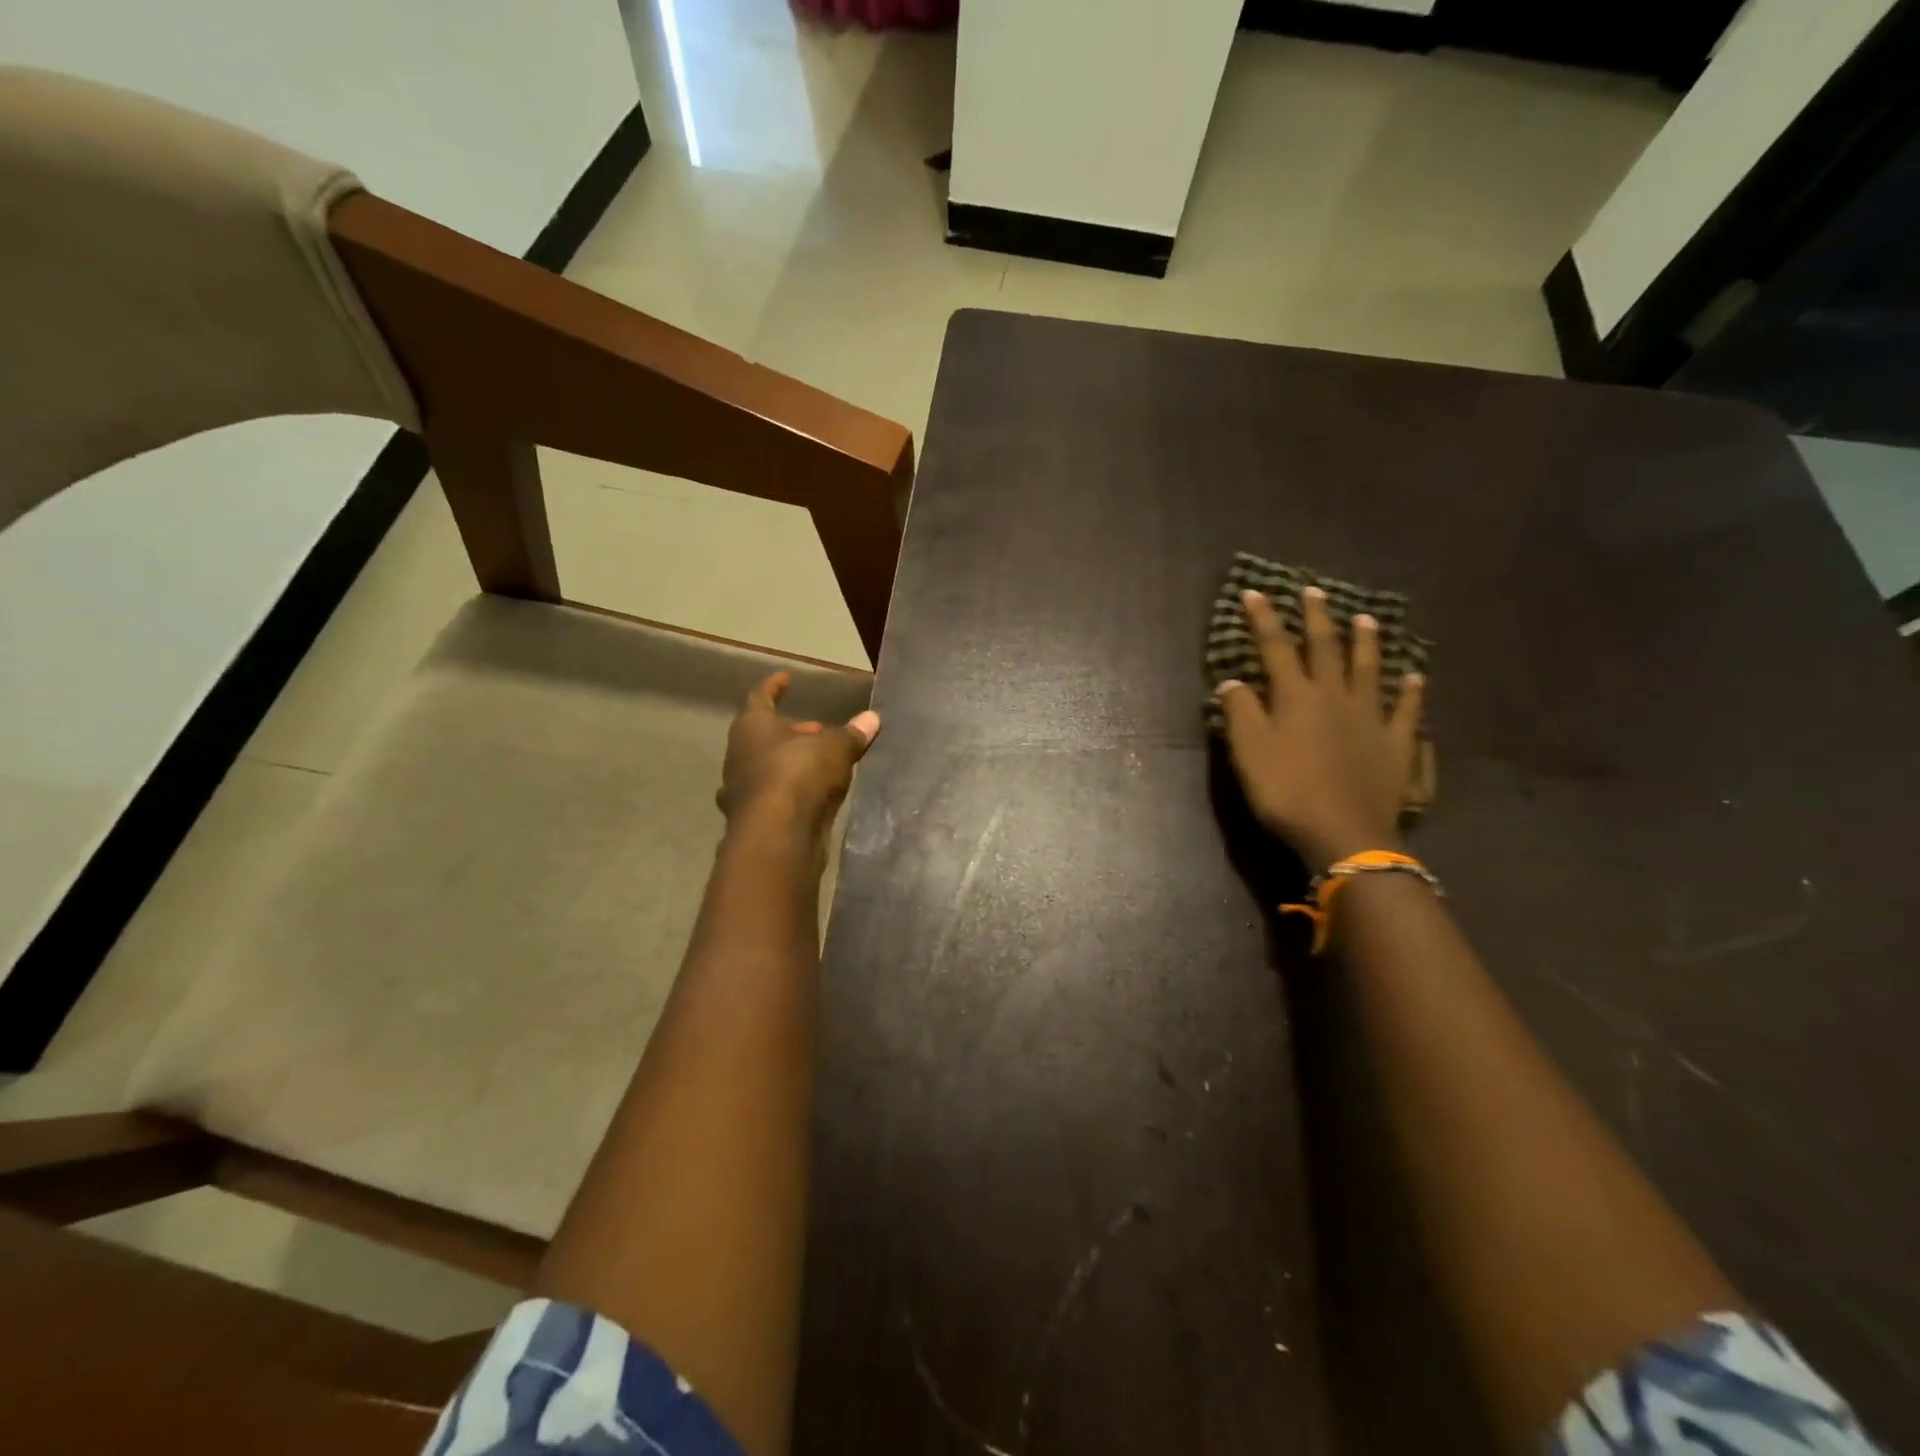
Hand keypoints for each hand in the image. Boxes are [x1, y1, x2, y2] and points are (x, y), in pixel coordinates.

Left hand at [719, 671, 880, 837]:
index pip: (760, 696)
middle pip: (764, 736)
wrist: (777, 837)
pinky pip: (775, 797)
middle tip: (818, 729)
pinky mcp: (753, 820)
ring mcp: (742, 791)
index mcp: (751, 727)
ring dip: (792, 763)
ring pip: (767, 768)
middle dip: (792, 731)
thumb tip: (872, 718)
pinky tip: (814, 796)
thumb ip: (851, 734)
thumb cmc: (799, 776)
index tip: (787, 678)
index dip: (775, 686)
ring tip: (821, 763)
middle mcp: (740, 755)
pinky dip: (793, 792)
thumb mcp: (834, 749)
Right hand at [1217, 586, 1423, 870]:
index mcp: (1296, 696)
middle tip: (1314, 592)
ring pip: (1369, 670)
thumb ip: (1240, 712)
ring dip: (1367, 643)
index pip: (1276, 647)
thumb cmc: (1287, 790)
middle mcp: (1335, 696)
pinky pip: (1407, 710)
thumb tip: (1233, 681)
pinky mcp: (1397, 743)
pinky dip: (1411, 691)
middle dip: (1317, 618)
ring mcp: (1371, 717)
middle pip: (1326, 648)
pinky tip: (1415, 676)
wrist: (1344, 832)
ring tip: (1367, 619)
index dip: (1264, 619)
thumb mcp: (1248, 751)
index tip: (1255, 592)